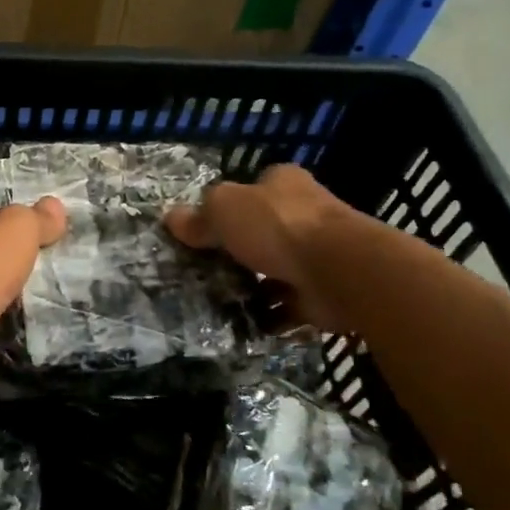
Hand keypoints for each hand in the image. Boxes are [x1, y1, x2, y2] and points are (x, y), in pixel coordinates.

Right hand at [165, 164, 358, 330]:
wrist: (337, 271)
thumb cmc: (278, 227)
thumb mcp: (224, 210)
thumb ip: (199, 217)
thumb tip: (171, 219)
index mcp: (283, 185)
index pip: (253, 189)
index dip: (229, 206)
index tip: (203, 229)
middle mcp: (304, 215)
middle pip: (262, 232)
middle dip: (237, 251)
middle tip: (202, 270)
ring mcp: (315, 256)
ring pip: (273, 271)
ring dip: (251, 288)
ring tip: (214, 302)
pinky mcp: (319, 293)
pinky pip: (285, 307)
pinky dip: (266, 317)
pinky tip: (240, 325)